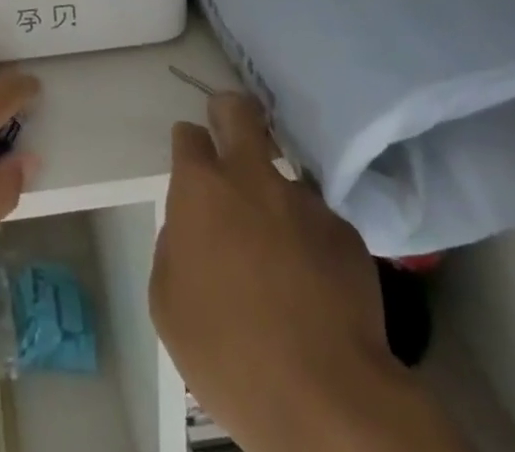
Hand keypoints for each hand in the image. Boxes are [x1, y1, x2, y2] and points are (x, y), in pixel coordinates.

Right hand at [151, 94, 463, 451]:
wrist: (327, 402)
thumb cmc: (229, 354)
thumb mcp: (168, 304)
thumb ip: (173, 248)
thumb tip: (191, 231)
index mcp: (201, 188)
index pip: (188, 135)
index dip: (188, 145)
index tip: (190, 163)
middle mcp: (252, 177)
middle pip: (239, 112)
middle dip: (229, 112)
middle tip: (228, 132)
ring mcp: (304, 202)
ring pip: (282, 178)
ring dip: (275, 199)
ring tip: (279, 250)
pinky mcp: (346, 233)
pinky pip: (319, 225)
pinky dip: (311, 243)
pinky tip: (314, 286)